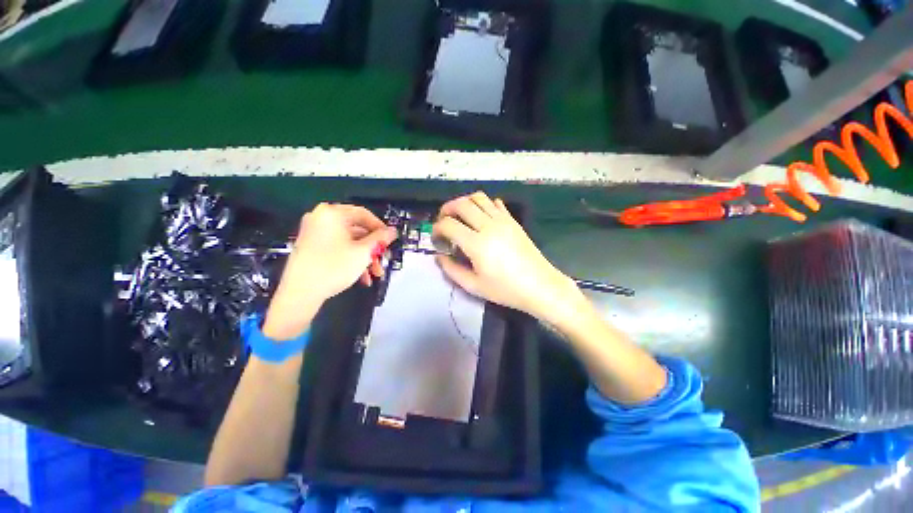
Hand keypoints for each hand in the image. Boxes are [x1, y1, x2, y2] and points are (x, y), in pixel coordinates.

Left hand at [263, 203, 397, 339]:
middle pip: (357, 229)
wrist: (300, 293)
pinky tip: (362, 276)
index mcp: (332, 213)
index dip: (380, 228)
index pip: (364, 214)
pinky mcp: (311, 246)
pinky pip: (337, 248)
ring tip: (374, 273)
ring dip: (364, 256)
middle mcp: (321, 218)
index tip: (390, 240)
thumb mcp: (363, 252)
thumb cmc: (334, 267)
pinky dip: (351, 259)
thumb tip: (393, 231)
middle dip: (373, 248)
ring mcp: (314, 233)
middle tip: (383, 260)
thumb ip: (380, 239)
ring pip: (349, 241)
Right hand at [433, 192, 582, 322]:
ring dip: (464, 202)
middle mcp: (488, 226)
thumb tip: (439, 256)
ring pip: (478, 197)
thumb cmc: (506, 290)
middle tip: (443, 221)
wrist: (539, 286)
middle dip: (446, 209)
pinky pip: (495, 203)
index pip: (448, 224)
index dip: (437, 228)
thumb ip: (452, 270)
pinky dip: (483, 204)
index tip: (436, 238)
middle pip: (461, 204)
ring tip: (460, 215)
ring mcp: (503, 220)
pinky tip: (481, 217)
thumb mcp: (474, 286)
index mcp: (477, 244)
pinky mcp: (513, 220)